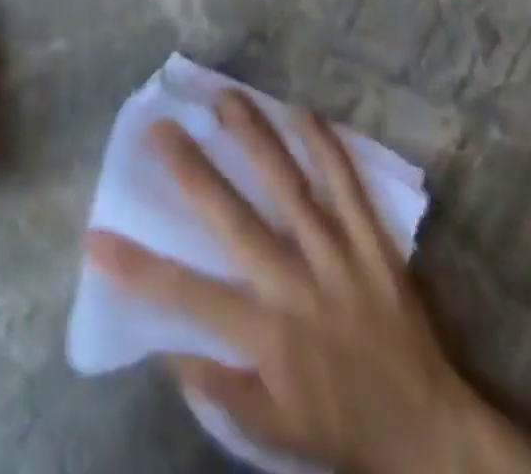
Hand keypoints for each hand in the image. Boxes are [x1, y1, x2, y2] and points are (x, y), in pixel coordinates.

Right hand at [87, 92, 530, 473]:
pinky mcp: (374, 245)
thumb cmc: (345, 427)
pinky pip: (348, 186)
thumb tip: (168, 346)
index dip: (137, 268)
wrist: (435, 433)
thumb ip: (221, 390)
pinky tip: (302, 111)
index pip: (188, 296)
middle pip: (233, 217)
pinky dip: (326, 147)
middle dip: (191, 169)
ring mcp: (338, 257)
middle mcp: (296, 285)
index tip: (95, 236)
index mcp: (267, 334)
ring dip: (254, 137)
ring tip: (224, 96)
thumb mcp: (275, 428)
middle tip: (160, 125)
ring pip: (289, 185)